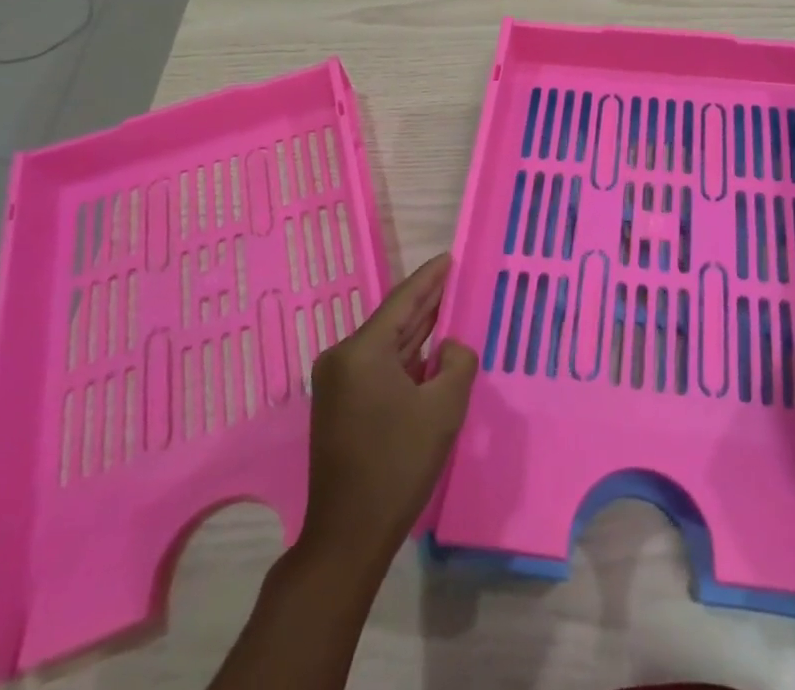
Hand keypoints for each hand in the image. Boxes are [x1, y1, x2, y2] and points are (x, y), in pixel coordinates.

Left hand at [301, 254, 477, 563]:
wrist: (347, 536)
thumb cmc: (397, 465)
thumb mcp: (443, 409)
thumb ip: (457, 363)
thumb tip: (451, 347)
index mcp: (361, 351)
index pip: (402, 300)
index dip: (430, 278)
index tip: (449, 257)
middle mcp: (342, 358)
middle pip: (392, 319)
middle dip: (425, 301)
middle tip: (454, 277)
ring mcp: (337, 382)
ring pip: (385, 344)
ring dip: (417, 330)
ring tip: (447, 306)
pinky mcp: (339, 404)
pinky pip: (378, 366)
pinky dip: (405, 357)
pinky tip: (429, 349)